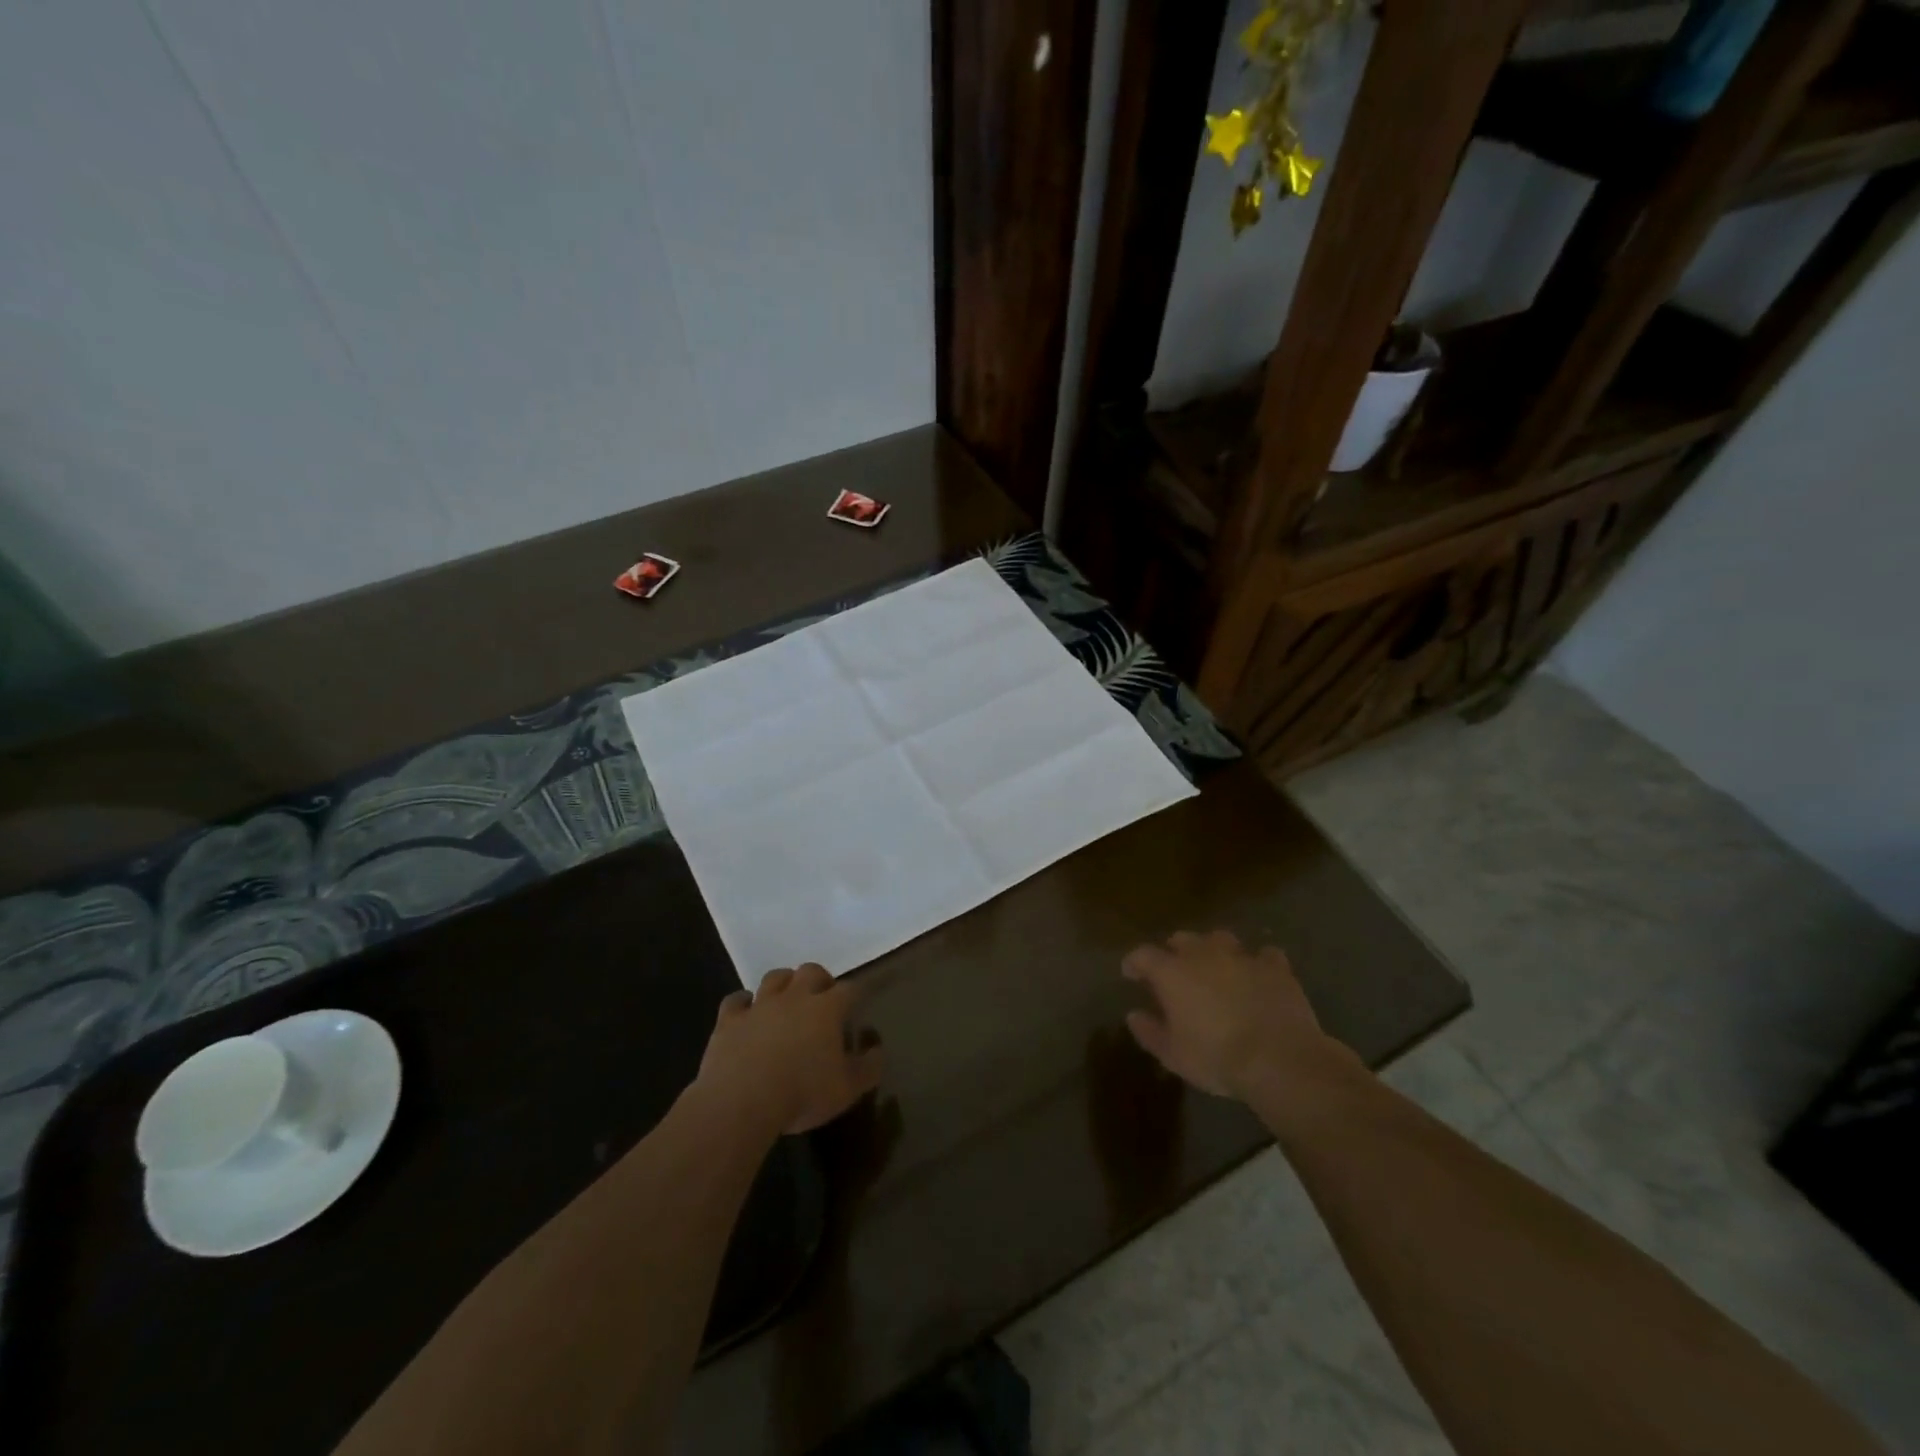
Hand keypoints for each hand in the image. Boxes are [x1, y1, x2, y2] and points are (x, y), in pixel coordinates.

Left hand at [696, 964, 883, 1135]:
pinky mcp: (730, 1020)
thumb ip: (869, 1067)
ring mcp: (760, 1005)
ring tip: (787, 999)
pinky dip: (743, 1003)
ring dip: (784, 984)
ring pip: (775, 978)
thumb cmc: (802, 1094)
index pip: (849, 989)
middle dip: (820, 980)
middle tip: (822, 998)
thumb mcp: (848, 1089)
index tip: (858, 1004)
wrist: (741, 1101)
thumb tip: (877, 1049)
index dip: (856, 994)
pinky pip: (736, 1000)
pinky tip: (746, 1012)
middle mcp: (795, 997)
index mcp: (826, 1009)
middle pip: (811, 971)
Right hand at [1122, 930, 1344, 1100]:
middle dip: (1174, 950)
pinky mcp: (1275, 967)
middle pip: (1182, 939)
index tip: (1130, 973)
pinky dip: (1258, 962)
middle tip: (1174, 969)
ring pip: (1220, 938)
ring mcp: (1242, 956)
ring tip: (1215, 965)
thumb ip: (1149, 1031)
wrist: (1279, 1059)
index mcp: (1172, 972)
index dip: (1134, 962)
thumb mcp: (1173, 1055)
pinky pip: (1264, 955)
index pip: (1143, 955)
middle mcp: (1203, 954)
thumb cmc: (1216, 1058)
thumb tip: (1134, 1015)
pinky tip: (1258, 974)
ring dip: (1213, 949)